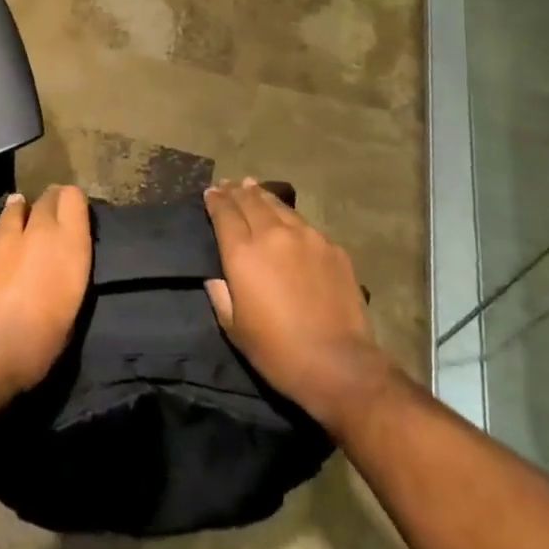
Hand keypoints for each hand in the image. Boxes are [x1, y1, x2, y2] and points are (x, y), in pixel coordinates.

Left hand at [0, 185, 90, 409]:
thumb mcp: (69, 311)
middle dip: (49, 204)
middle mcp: (39, 231)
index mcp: (69, 245)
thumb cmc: (36, 345)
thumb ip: (66, 273)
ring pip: (16, 207)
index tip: (71, 215)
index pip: (74, 197)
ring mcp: (4, 236)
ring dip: (21, 213)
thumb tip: (59, 265)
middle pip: (47, 197)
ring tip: (20, 225)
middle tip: (48, 221)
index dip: (72, 203)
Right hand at [204, 179, 395, 437]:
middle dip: (237, 191)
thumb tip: (216, 276)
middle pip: (250, 200)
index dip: (215, 200)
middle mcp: (273, 233)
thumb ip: (220, 293)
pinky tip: (289, 222)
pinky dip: (289, 218)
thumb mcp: (233, 327)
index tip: (210, 192)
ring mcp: (306, 236)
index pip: (224, 212)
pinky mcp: (332, 247)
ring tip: (254, 189)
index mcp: (243, 252)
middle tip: (230, 184)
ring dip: (262, 196)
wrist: (337, 363)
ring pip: (279, 206)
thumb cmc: (276, 351)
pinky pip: (304, 224)